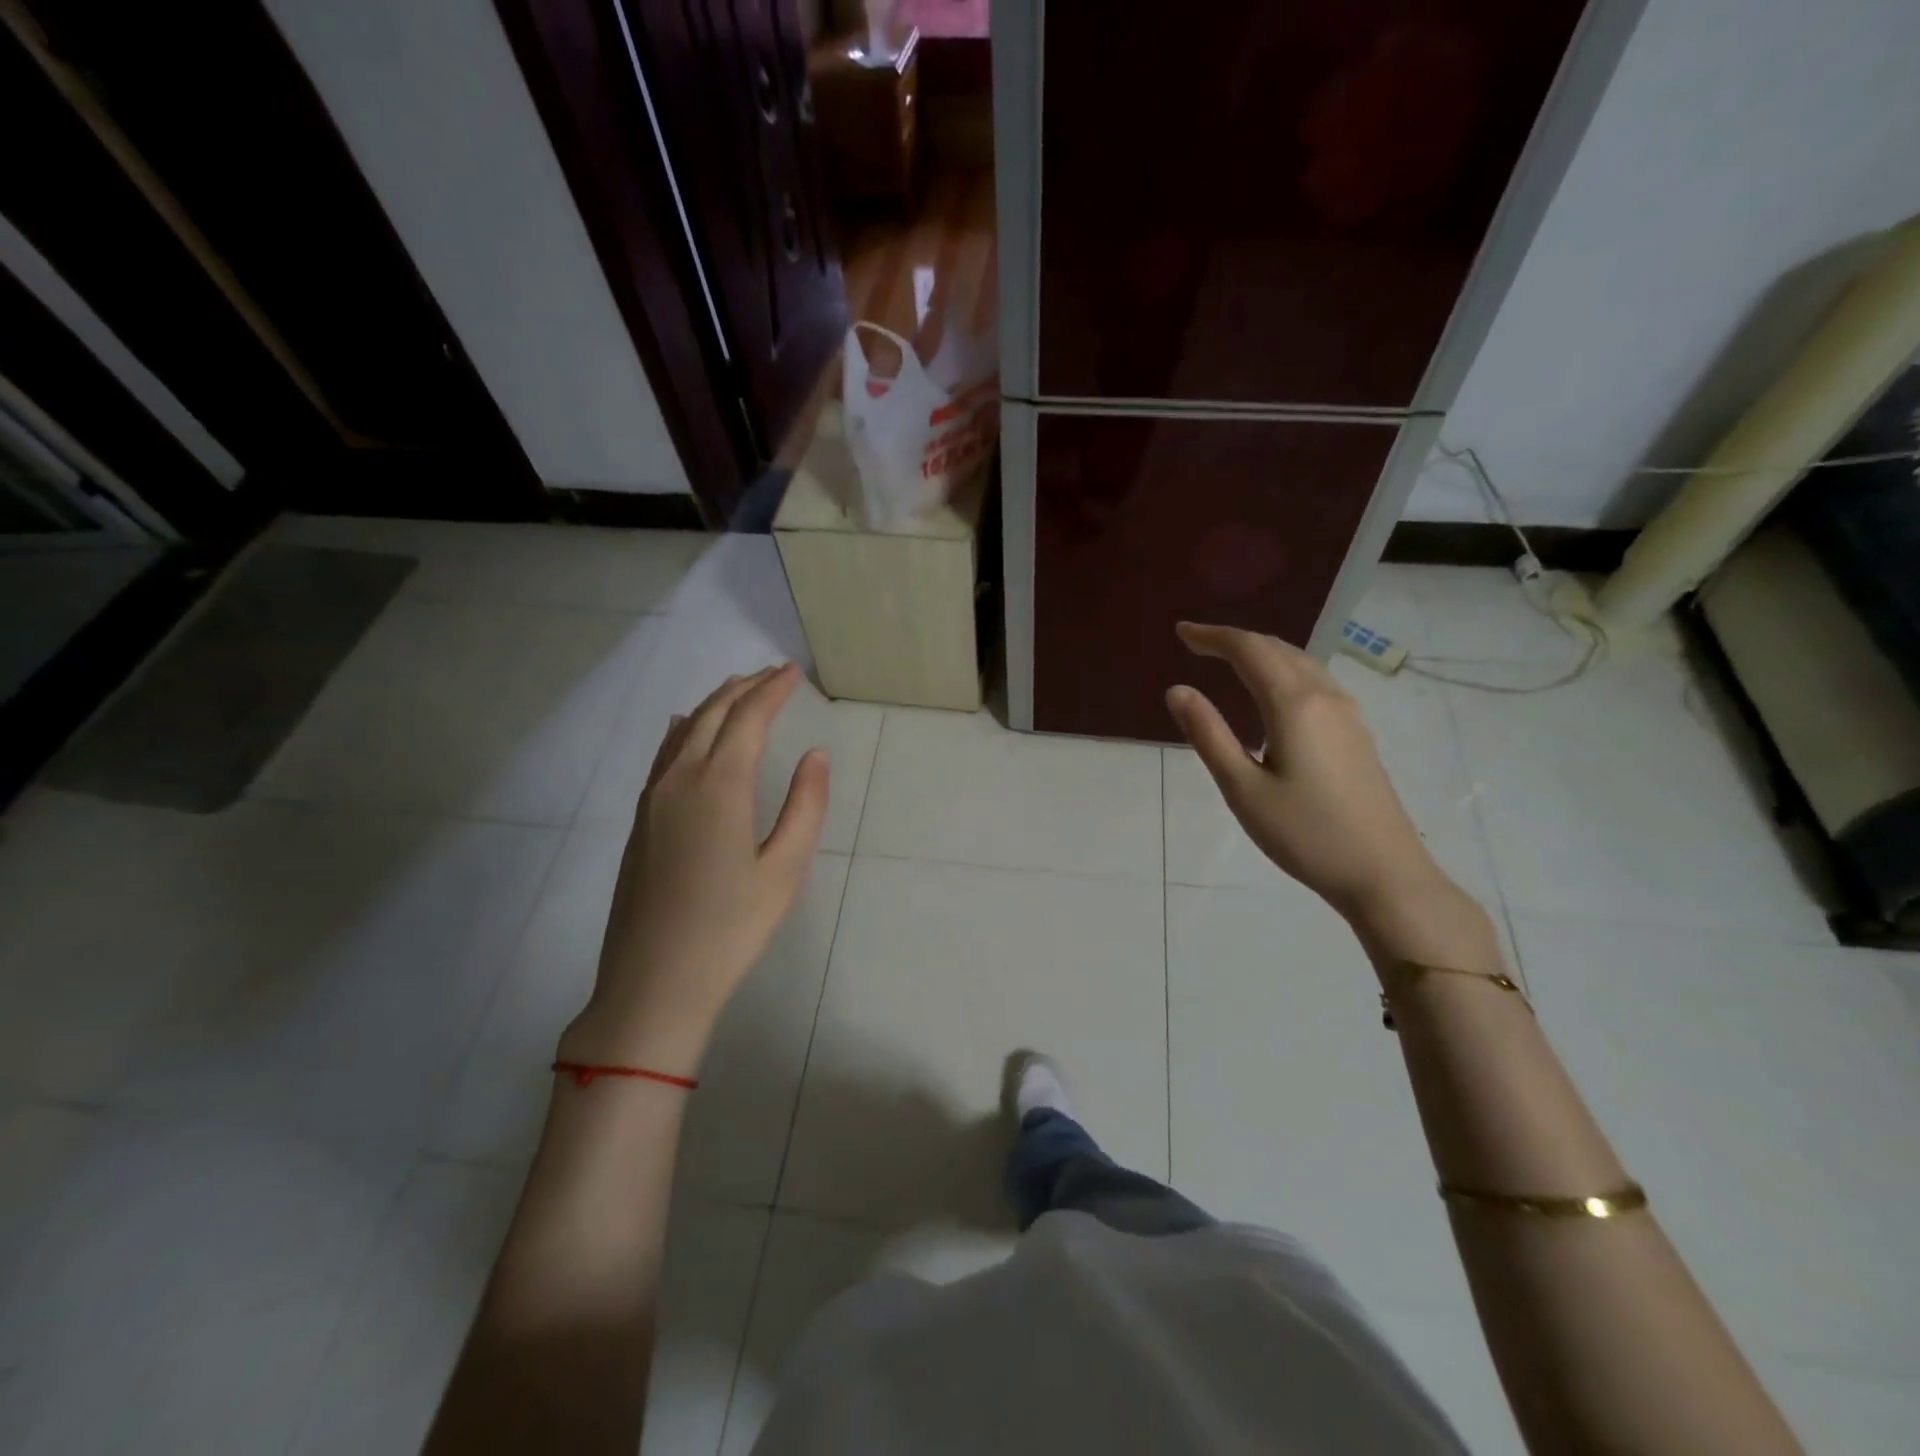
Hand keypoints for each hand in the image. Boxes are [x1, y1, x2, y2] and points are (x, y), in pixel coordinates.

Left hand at [561, 664, 828, 1073]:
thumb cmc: (730, 928)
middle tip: (773, 674)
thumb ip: (805, 806)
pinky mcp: (640, 820)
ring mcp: (653, 799)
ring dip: (714, 704)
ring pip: (683, 731)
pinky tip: (683, 726)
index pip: (748, 719)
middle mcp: (680, 780)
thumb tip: (816, 755)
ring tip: (738, 689)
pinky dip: (682, 729)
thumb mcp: (785, 870)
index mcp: (719, 786)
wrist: (654, 982)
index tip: (793, 673)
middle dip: (744, 688)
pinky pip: (663, 755)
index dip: (772, 691)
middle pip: (713, 715)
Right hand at [1165, 622, 1448, 920]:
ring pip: (1299, 662)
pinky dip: (1281, 671)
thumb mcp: (1243, 789)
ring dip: (1260, 653)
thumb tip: (1178, 691)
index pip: (1249, 650)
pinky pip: (1313, 681)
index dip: (1213, 636)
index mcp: (1294, 704)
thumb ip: (1209, 735)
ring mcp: (1347, 713)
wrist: (1384, 873)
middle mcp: (1325, 696)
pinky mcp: (1356, 732)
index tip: (1182, 633)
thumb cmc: (1305, 834)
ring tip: (1227, 660)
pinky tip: (1269, 692)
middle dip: (1235, 640)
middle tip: (1196, 643)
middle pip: (1277, 649)